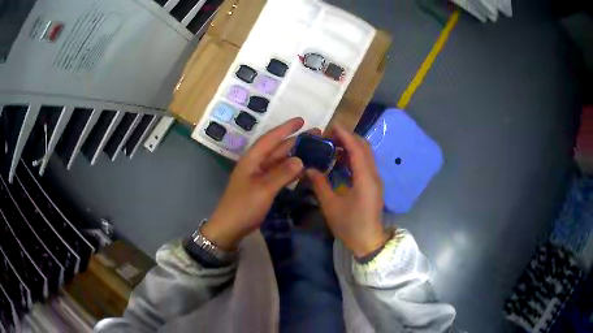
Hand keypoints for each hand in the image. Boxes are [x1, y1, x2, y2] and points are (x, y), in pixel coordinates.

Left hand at [202, 118, 319, 250]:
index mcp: (252, 159)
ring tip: (314, 149)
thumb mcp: (264, 189)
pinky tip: (303, 169)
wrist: (229, 228)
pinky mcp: (263, 187)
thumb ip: (282, 173)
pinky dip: (291, 171)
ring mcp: (259, 176)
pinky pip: (279, 174)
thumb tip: (300, 159)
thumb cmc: (244, 206)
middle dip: (295, 140)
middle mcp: (256, 164)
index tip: (302, 120)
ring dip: (295, 154)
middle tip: (316, 134)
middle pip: (277, 148)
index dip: (286, 128)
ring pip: (280, 161)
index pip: (271, 138)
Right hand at [307, 125, 388, 257]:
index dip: (345, 135)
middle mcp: (374, 175)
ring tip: (333, 146)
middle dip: (349, 137)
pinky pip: (366, 163)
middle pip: (365, 147)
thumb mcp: (331, 206)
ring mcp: (376, 179)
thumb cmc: (349, 225)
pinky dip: (355, 156)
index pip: (357, 149)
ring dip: (352, 146)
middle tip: (329, 137)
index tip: (331, 127)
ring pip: (367, 154)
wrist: (368, 241)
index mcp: (365, 179)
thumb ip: (320, 184)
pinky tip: (341, 160)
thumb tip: (309, 168)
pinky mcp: (374, 185)